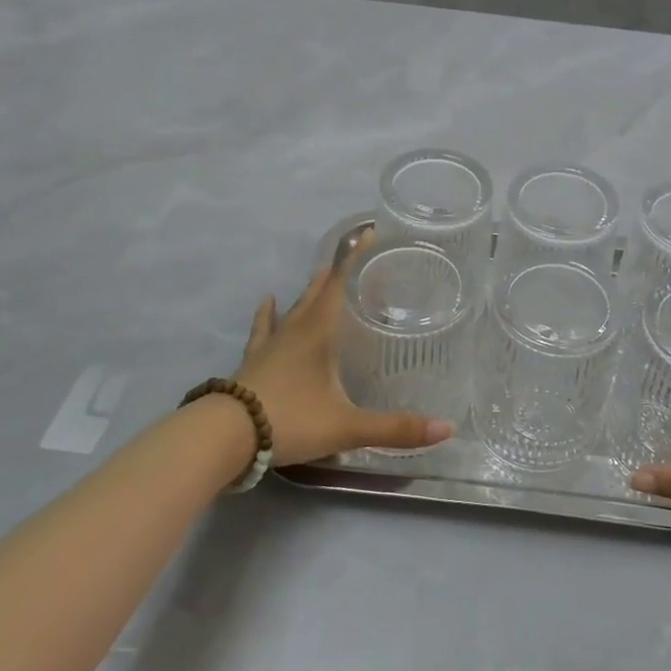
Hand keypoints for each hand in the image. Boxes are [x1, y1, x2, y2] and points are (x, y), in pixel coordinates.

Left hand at [234, 248, 455, 465]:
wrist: (225, 437)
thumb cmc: (290, 419)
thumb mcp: (346, 426)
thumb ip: (394, 427)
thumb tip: (446, 427)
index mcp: (318, 333)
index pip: (340, 284)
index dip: (355, 258)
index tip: (369, 233)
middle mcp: (294, 331)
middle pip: (316, 294)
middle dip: (334, 274)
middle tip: (348, 258)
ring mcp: (269, 347)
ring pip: (291, 310)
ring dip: (306, 293)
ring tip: (314, 275)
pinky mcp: (251, 364)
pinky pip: (262, 332)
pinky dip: (266, 317)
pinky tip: (265, 304)